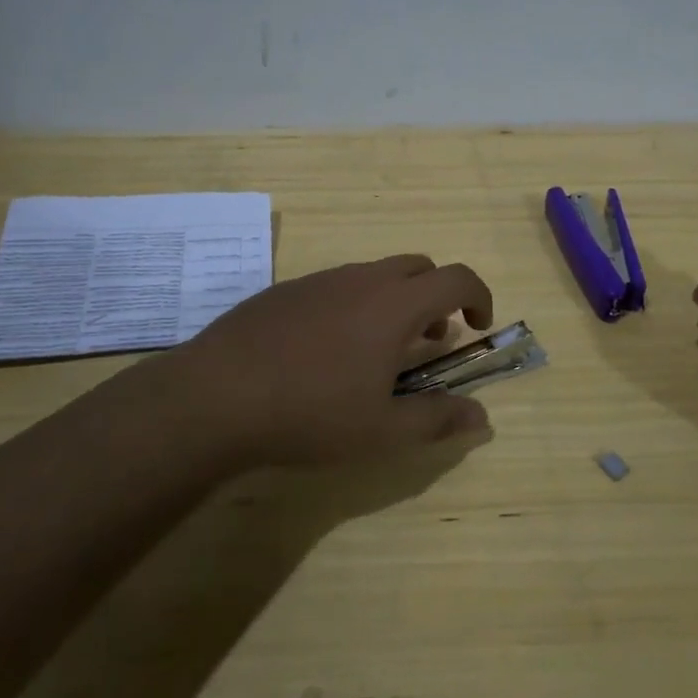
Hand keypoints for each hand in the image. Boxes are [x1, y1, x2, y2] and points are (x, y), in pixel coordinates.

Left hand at [168, 254, 497, 466]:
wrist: (215, 396)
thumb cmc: (311, 413)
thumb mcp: (383, 430)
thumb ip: (438, 419)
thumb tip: (481, 416)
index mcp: (395, 304)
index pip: (457, 277)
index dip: (479, 296)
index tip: (479, 326)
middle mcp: (362, 279)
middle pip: (419, 267)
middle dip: (437, 296)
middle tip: (431, 340)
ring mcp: (320, 280)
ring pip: (376, 274)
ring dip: (396, 301)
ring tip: (380, 351)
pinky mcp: (286, 290)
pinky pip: (338, 285)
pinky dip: (356, 304)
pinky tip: (328, 351)